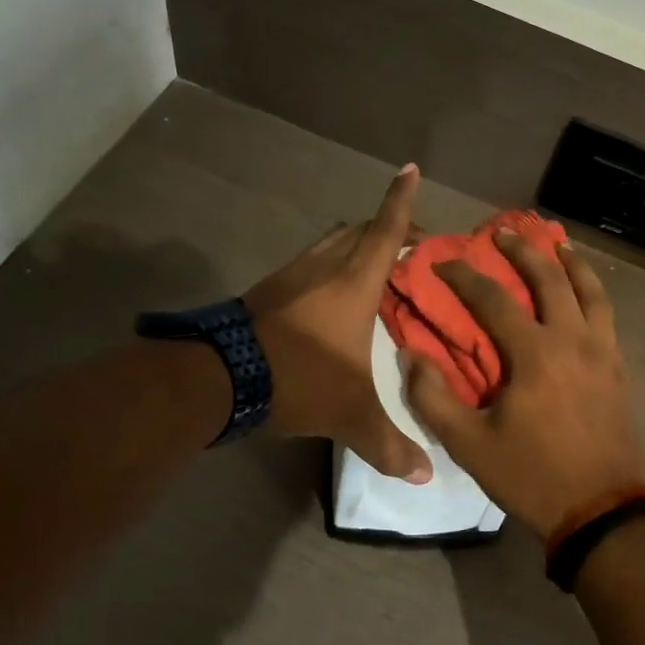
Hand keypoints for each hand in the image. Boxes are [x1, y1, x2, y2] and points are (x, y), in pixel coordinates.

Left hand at [244, 164, 432, 482]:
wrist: (219, 378)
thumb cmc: (298, 379)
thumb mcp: (350, 415)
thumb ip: (390, 444)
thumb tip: (425, 475)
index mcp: (354, 284)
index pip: (385, 232)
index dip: (400, 200)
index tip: (409, 168)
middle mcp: (324, 269)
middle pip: (358, 231)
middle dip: (384, 227)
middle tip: (407, 243)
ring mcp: (290, 276)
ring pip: (328, 243)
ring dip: (351, 244)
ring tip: (370, 266)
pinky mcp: (265, 292)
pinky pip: (306, 265)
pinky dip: (324, 267)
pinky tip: (326, 297)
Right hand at [404, 231, 644, 538]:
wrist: (601, 511)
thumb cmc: (532, 476)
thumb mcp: (470, 445)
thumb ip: (433, 398)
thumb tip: (411, 356)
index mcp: (535, 354)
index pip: (494, 299)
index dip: (465, 276)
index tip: (443, 263)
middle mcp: (573, 340)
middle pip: (551, 279)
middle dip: (523, 251)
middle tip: (504, 233)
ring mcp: (602, 351)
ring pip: (591, 290)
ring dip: (572, 262)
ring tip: (558, 243)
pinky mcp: (619, 368)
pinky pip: (607, 315)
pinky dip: (594, 291)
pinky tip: (585, 292)